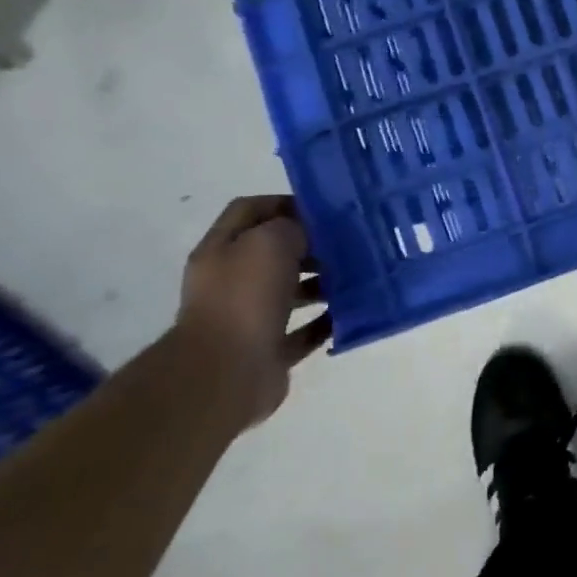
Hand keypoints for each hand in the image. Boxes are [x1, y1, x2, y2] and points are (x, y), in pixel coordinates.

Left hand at [174, 196, 331, 421]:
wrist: (226, 372)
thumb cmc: (245, 297)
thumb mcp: (271, 242)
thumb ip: (293, 227)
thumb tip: (309, 234)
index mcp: (221, 250)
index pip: (251, 210)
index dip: (285, 203)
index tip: (325, 210)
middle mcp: (231, 282)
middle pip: (273, 253)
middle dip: (310, 246)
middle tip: (348, 244)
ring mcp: (248, 318)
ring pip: (290, 292)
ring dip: (321, 284)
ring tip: (354, 278)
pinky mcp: (268, 351)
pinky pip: (303, 331)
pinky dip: (325, 322)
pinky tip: (348, 313)